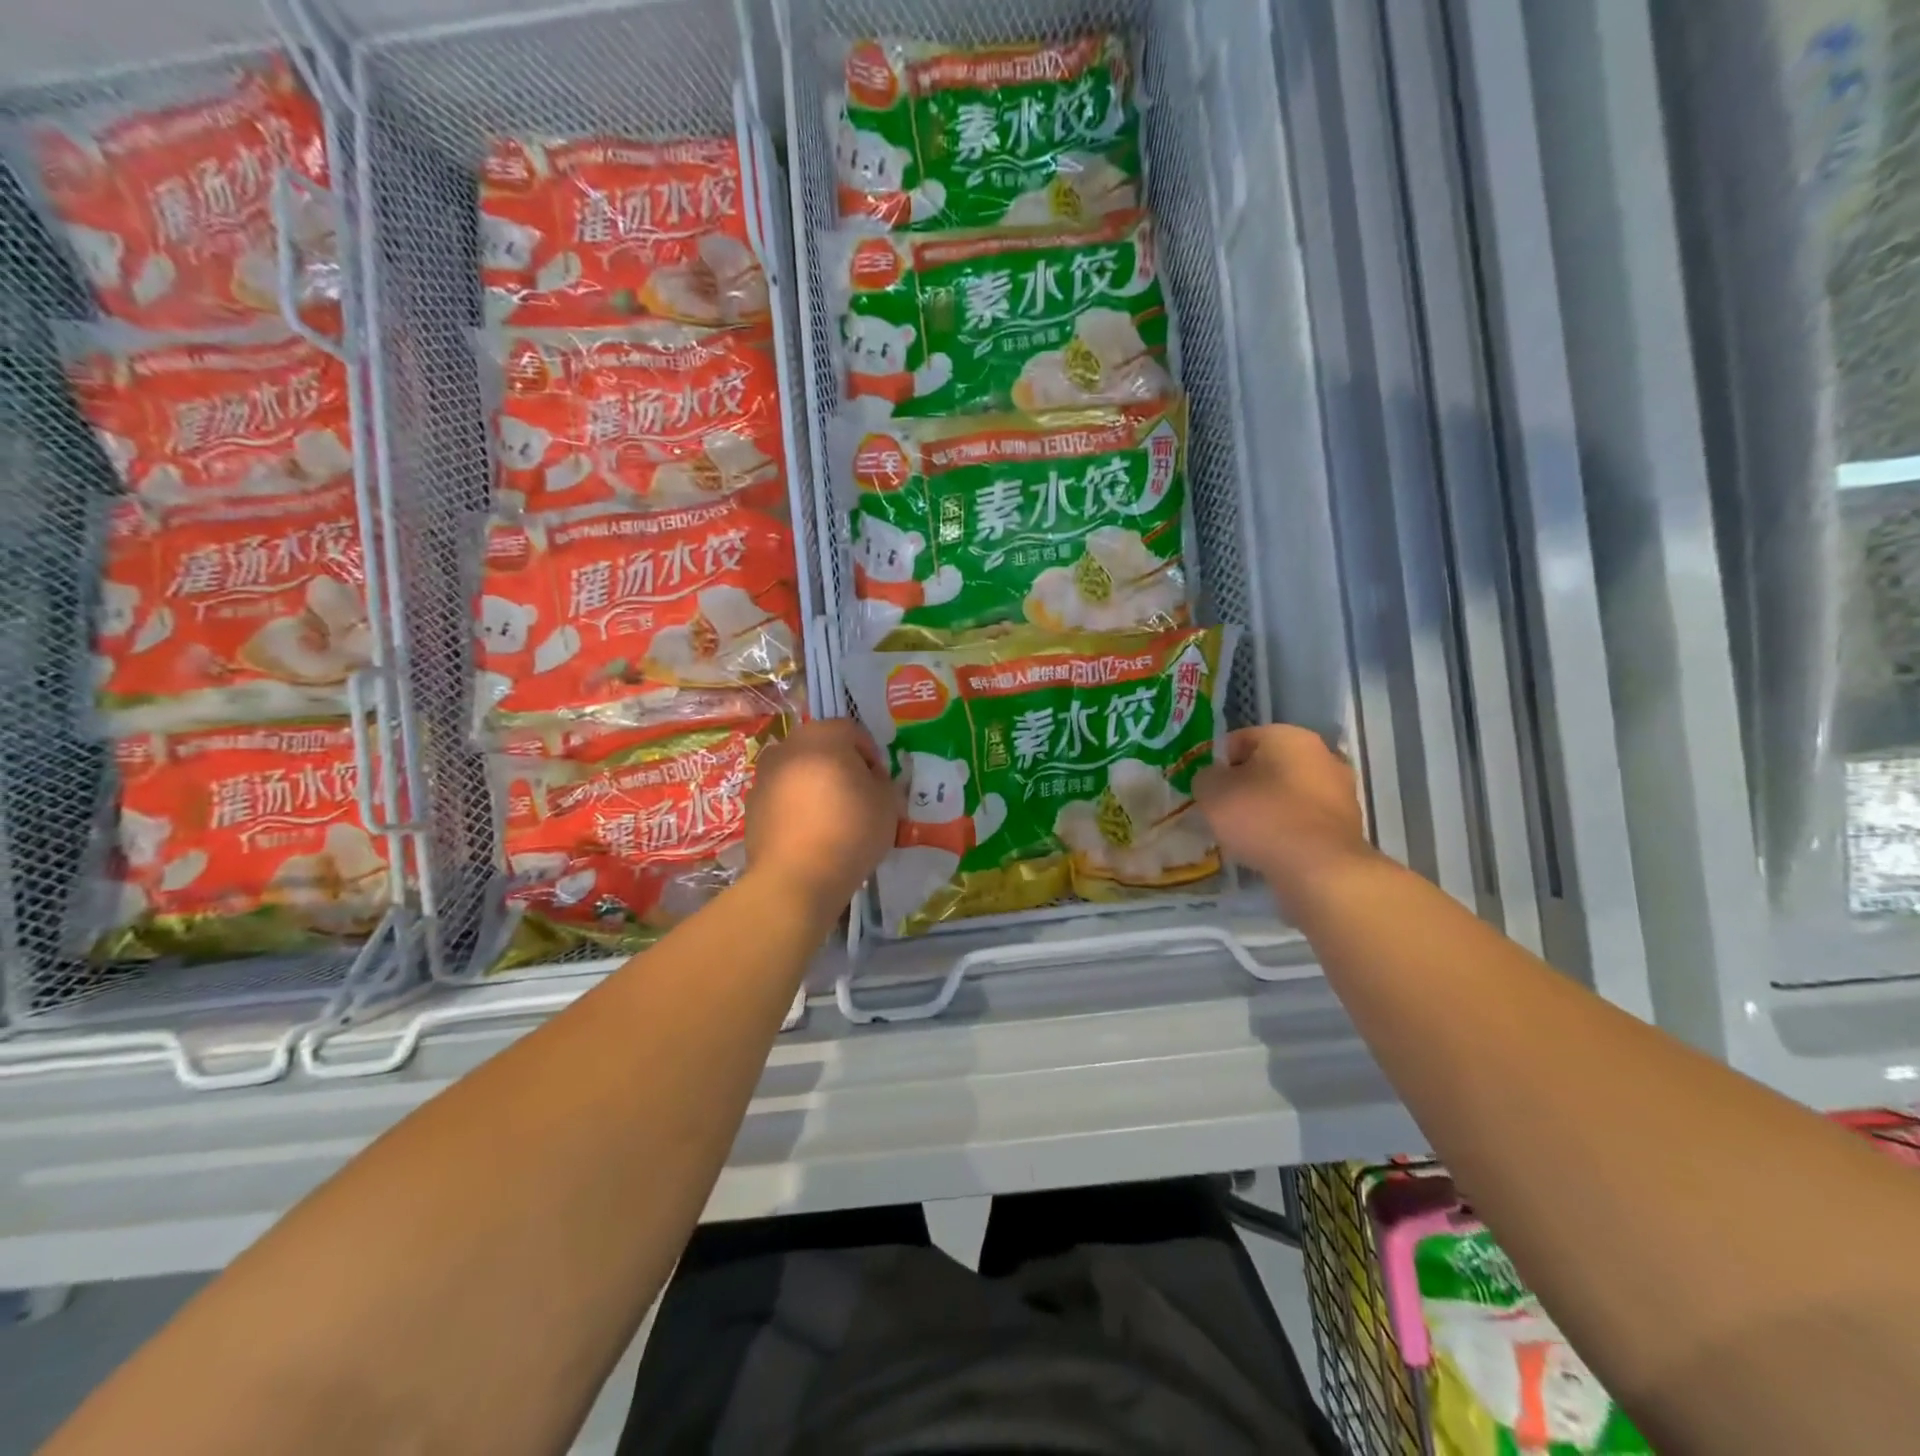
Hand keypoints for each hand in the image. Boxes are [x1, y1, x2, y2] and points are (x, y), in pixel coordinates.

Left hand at [745, 719, 900, 913]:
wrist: (796, 877)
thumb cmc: (850, 830)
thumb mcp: (888, 803)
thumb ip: (884, 782)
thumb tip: (873, 781)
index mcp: (823, 736)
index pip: (853, 731)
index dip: (872, 755)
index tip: (880, 782)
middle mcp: (788, 746)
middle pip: (822, 747)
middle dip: (841, 766)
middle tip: (858, 796)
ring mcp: (764, 776)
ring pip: (799, 771)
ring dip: (816, 785)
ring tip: (832, 817)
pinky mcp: (751, 805)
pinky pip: (782, 796)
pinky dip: (796, 806)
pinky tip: (810, 833)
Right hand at [1192, 725, 1373, 914]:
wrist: (1319, 867)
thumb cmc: (1261, 816)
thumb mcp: (1211, 791)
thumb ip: (1205, 777)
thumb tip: (1213, 780)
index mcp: (1287, 735)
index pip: (1240, 740)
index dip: (1218, 764)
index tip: (1208, 790)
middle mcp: (1320, 753)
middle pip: (1268, 765)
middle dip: (1246, 785)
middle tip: (1225, 812)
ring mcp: (1340, 789)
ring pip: (1288, 793)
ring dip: (1268, 808)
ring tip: (1248, 835)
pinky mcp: (1347, 823)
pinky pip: (1304, 819)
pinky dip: (1288, 829)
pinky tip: (1273, 849)